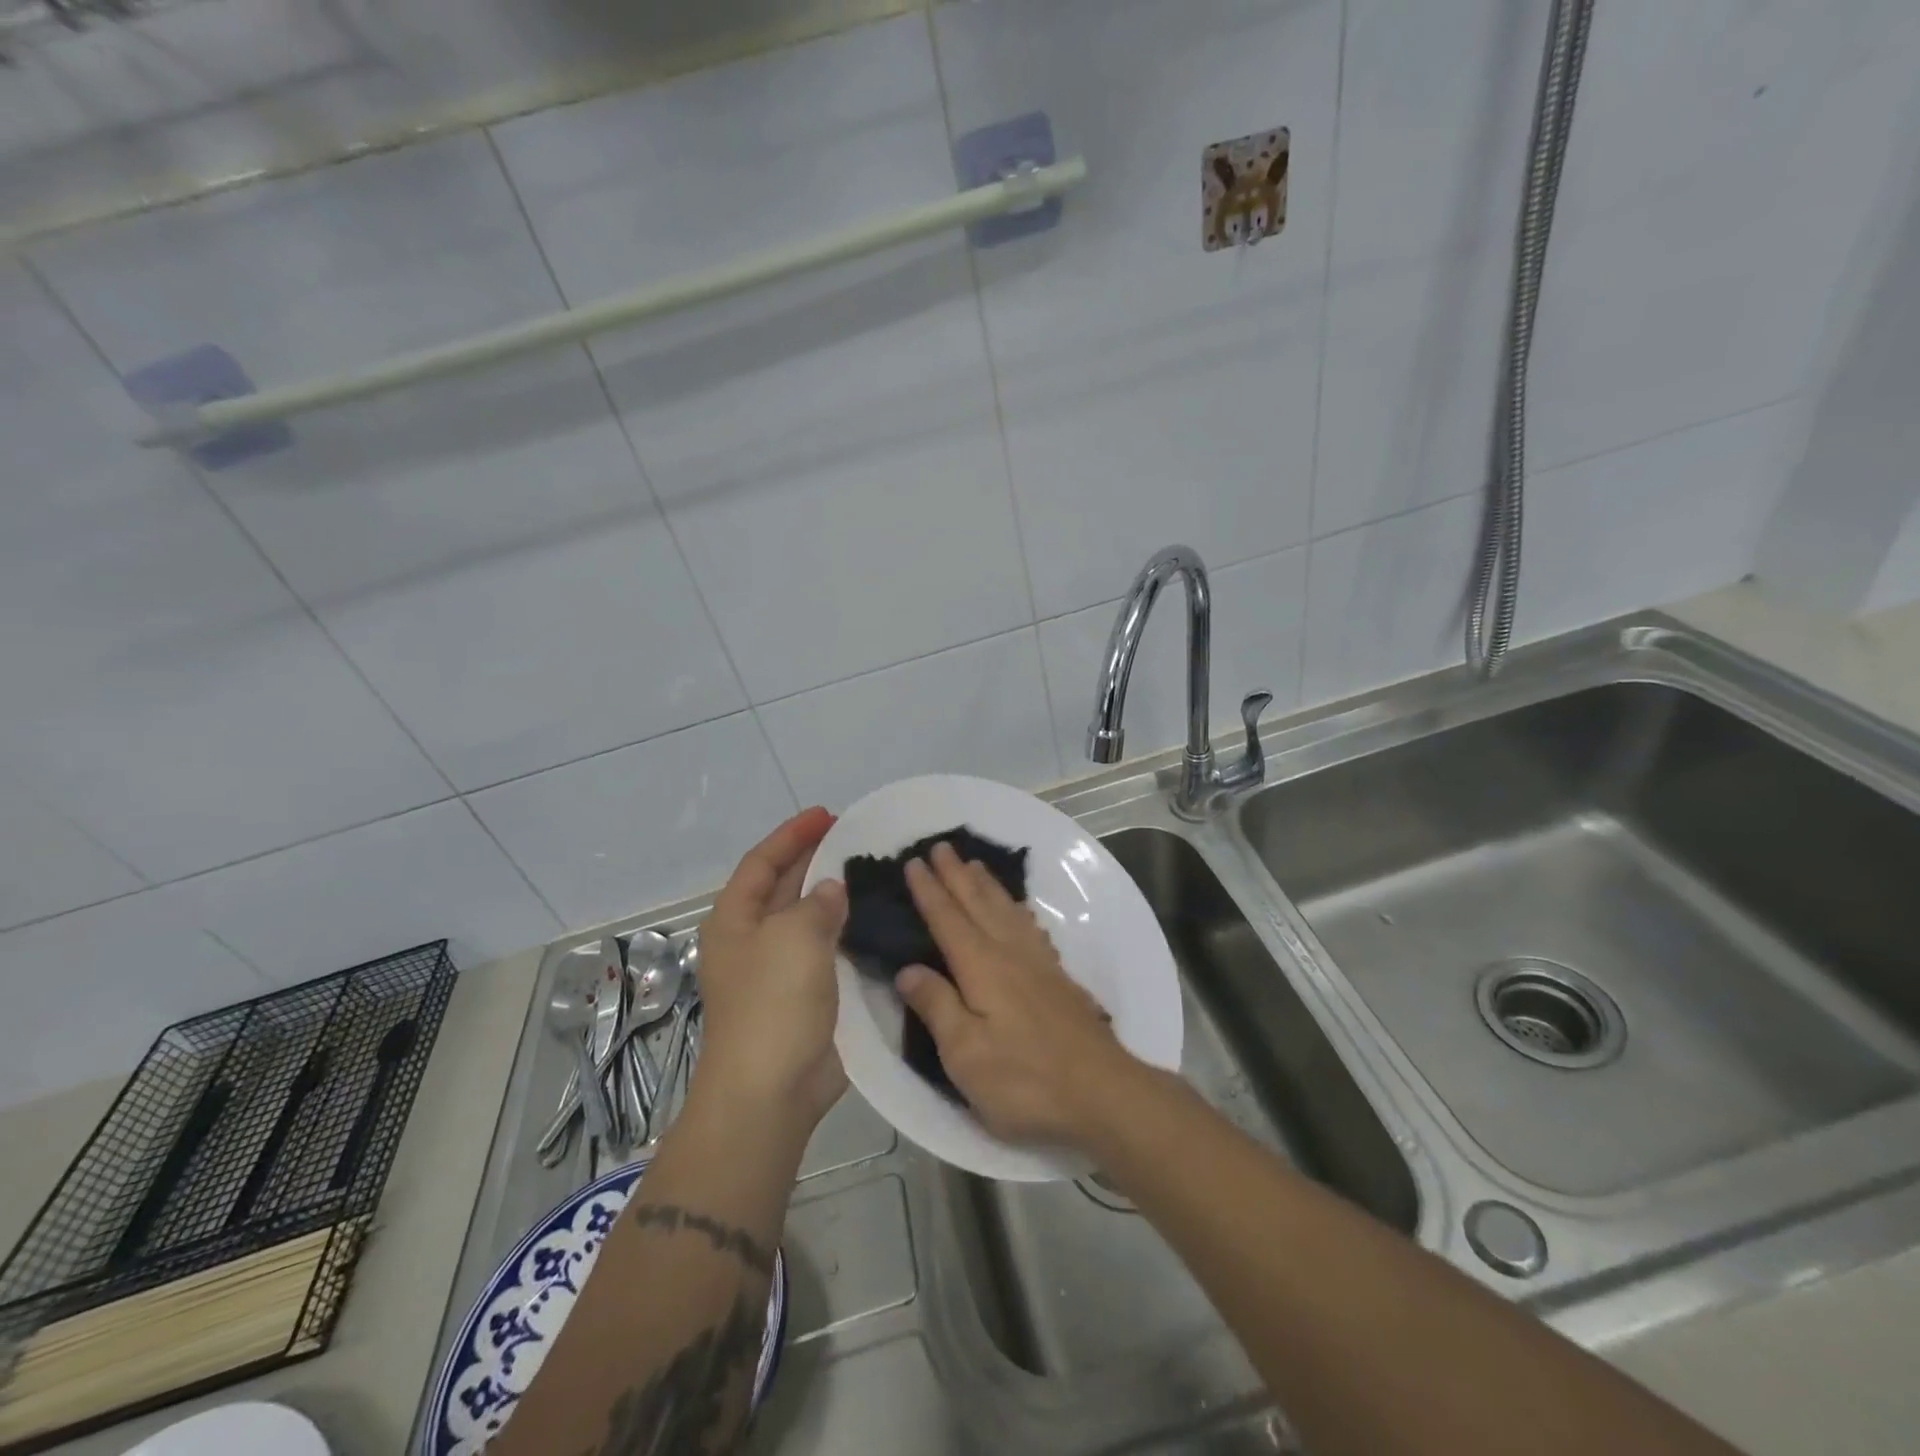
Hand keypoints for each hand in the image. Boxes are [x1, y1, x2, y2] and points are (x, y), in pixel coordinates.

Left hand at [693, 808, 848, 1128]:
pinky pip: (827, 950)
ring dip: (835, 896)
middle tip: (856, 838)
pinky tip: (875, 920)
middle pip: (784, 886)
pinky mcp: (805, 996)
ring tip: (872, 873)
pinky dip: (847, 931)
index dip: (792, 835)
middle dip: (815, 860)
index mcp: (735, 919)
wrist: (771, 1090)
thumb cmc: (773, 1003)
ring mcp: (779, 970)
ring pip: (809, 919)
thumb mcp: (794, 937)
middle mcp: (754, 939)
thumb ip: (818, 903)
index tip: (827, 814)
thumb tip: (832, 890)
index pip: (762, 862)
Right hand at [895, 842, 1141, 1149]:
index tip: (913, 862)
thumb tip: (907, 969)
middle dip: (956, 874)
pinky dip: (1016, 909)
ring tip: (975, 865)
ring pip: (1006, 910)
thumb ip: (937, 1006)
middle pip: (978, 903)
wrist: (1101, 1092)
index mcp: (981, 966)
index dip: (928, 891)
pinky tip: (1017, 912)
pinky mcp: (1058, 978)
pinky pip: (1030, 926)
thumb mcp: (965, 1054)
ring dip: (986, 885)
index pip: (947, 919)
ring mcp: (1038, 963)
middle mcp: (1009, 953)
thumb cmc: (1024, 1079)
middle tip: (941, 846)